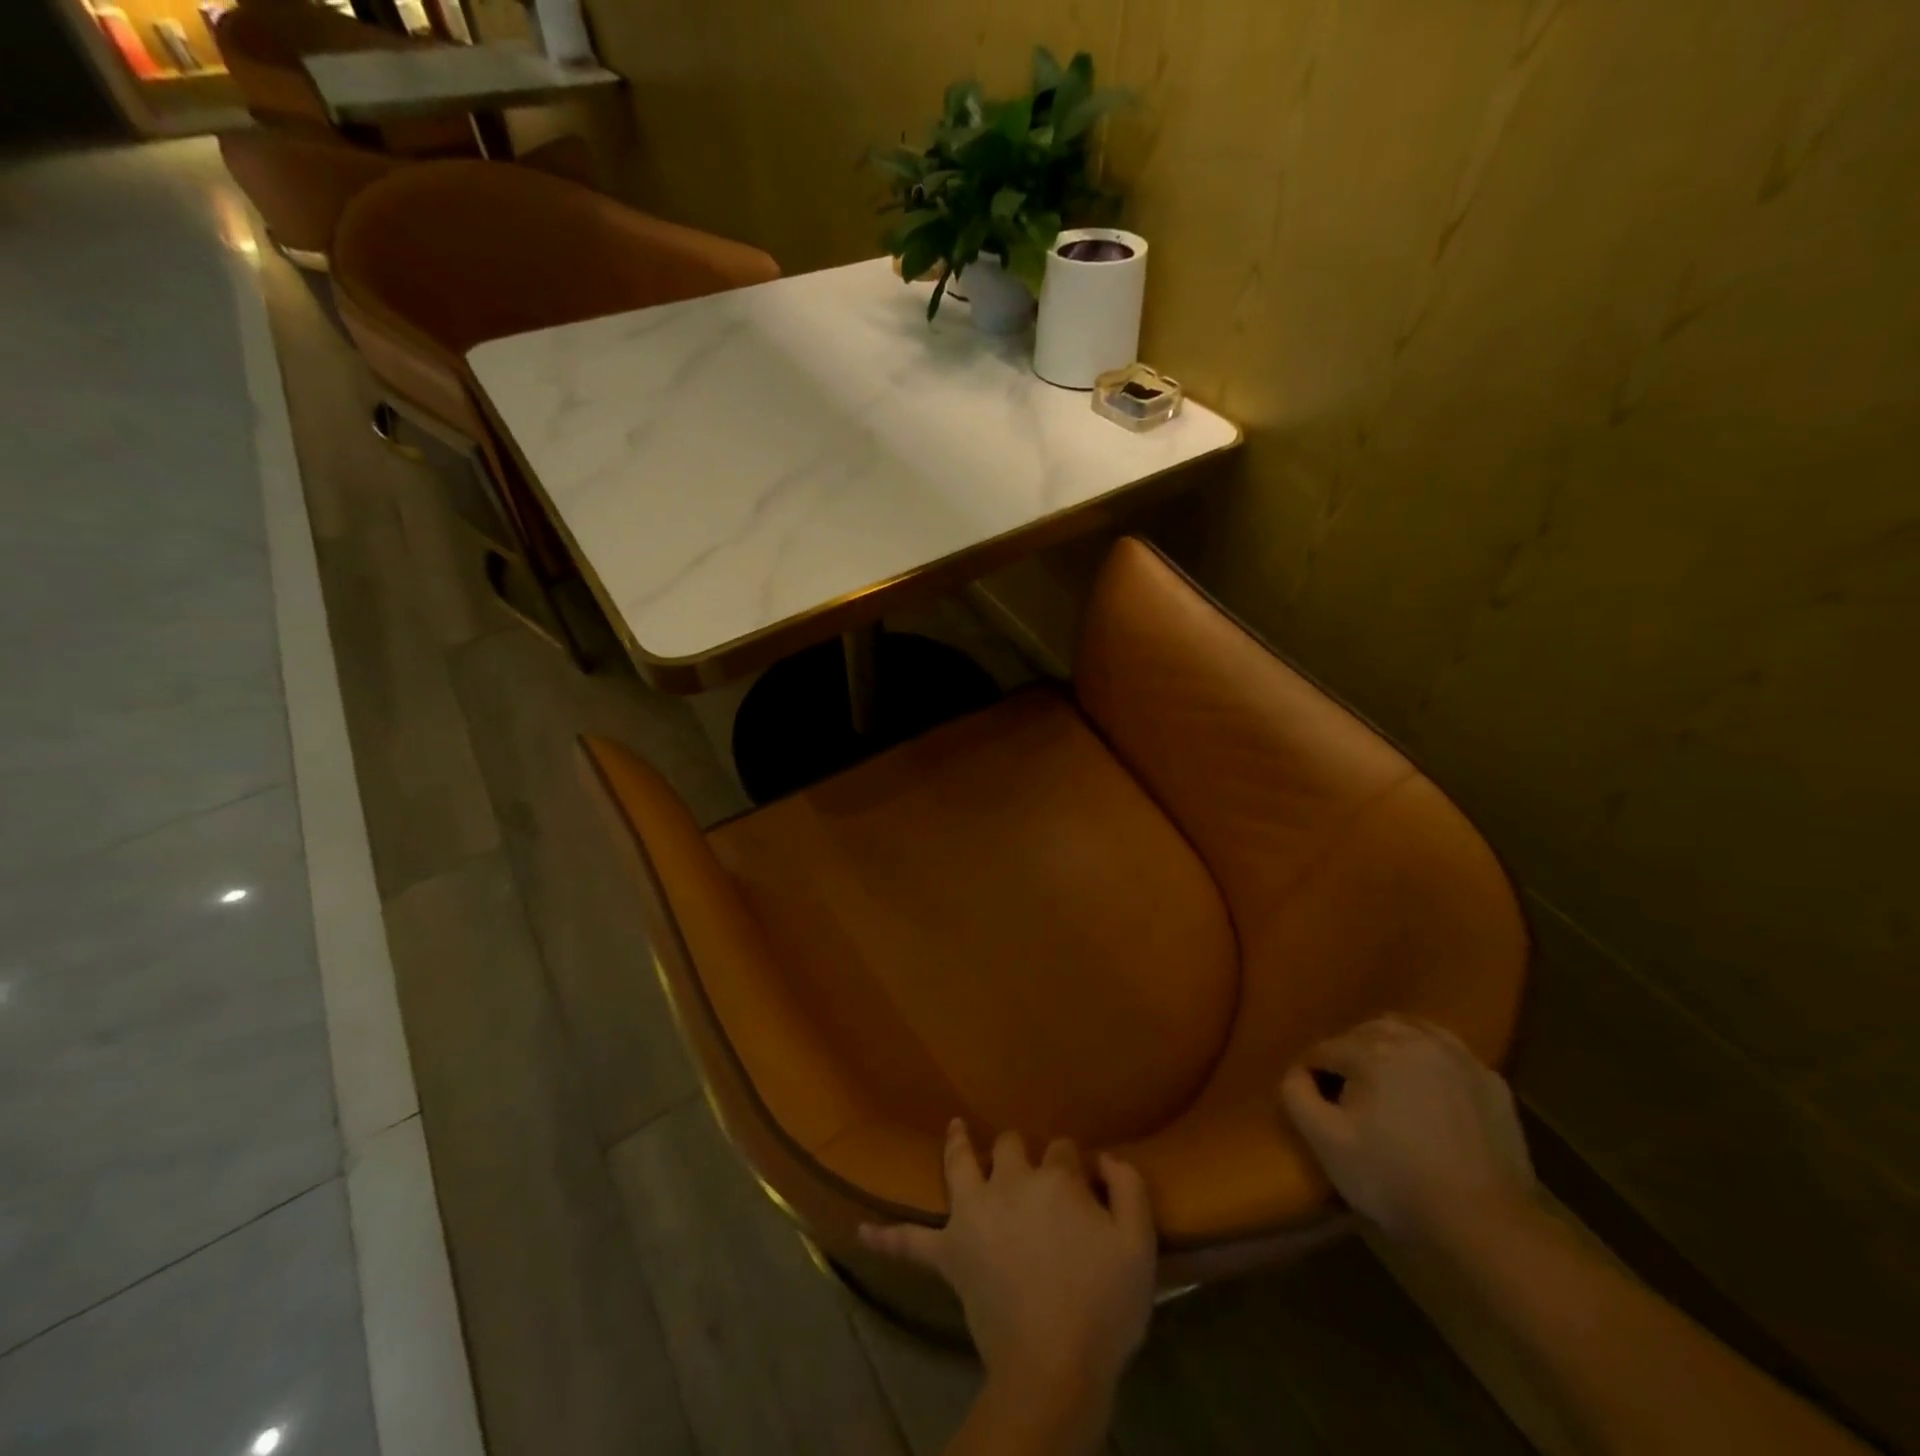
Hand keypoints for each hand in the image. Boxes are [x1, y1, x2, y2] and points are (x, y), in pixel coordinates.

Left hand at [861, 1120, 1155, 1401]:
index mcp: (1054, 1179)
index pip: (1064, 1149)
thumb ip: (1128, 1189)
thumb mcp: (1138, 1245)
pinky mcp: (950, 1254)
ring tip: (954, 1129)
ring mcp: (973, 1215)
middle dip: (1022, 1150)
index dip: (1075, 1162)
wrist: (1054, 1367)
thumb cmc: (1103, 1306)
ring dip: (957, 1145)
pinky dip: (886, 1237)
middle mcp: (1009, 1183)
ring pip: (959, 1166)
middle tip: (1031, 1167)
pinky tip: (859, 1232)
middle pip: (1011, 1146)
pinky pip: (911, 1242)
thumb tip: (1104, 1158)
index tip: (1085, 1179)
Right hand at [1280, 1015, 1536, 1248]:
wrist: (1486, 1226)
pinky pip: (1447, 1053)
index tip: (1313, 1104)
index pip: (1323, 1049)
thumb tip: (1297, 1072)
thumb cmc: (1394, 1180)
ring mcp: (1458, 1057)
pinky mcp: (1490, 1081)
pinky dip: (1429, 1061)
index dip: (1311, 1075)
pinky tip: (1428, 1091)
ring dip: (1388, 1049)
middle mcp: (1414, 1039)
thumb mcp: (1325, 1142)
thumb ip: (1295, 1094)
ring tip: (1385, 1086)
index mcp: (1370, 1050)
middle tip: (1347, 1096)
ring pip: (1408, 1032)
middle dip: (1349, 1057)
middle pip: (1363, 1033)